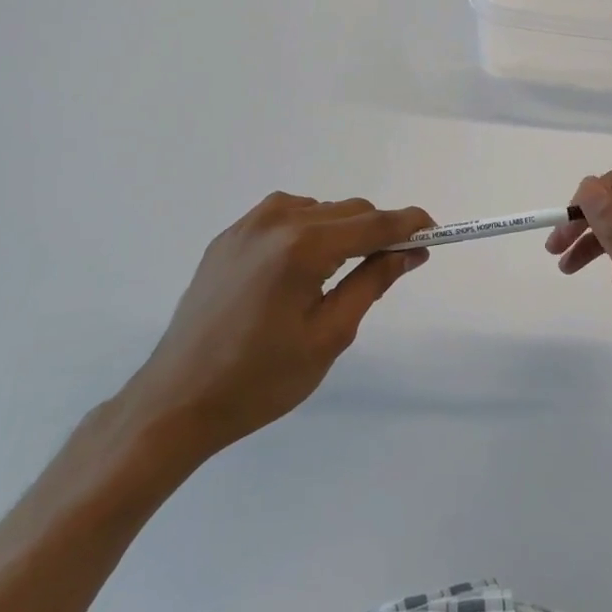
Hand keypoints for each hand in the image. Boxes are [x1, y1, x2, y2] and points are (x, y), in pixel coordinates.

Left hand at [122, 193, 433, 460]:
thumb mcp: (330, 335)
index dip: (410, 225)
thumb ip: (374, 281)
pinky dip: (309, 231)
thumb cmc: (261, 379)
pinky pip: (286, 216)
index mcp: (303, 246)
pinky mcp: (228, 237)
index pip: (374, 223)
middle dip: (377, 231)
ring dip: (343, 230)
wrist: (176, 401)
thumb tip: (411, 251)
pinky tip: (303, 268)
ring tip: (341, 275)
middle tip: (392, 266)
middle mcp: (276, 220)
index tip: (435, 231)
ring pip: (320, 209)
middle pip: (349, 210)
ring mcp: (247, 225)